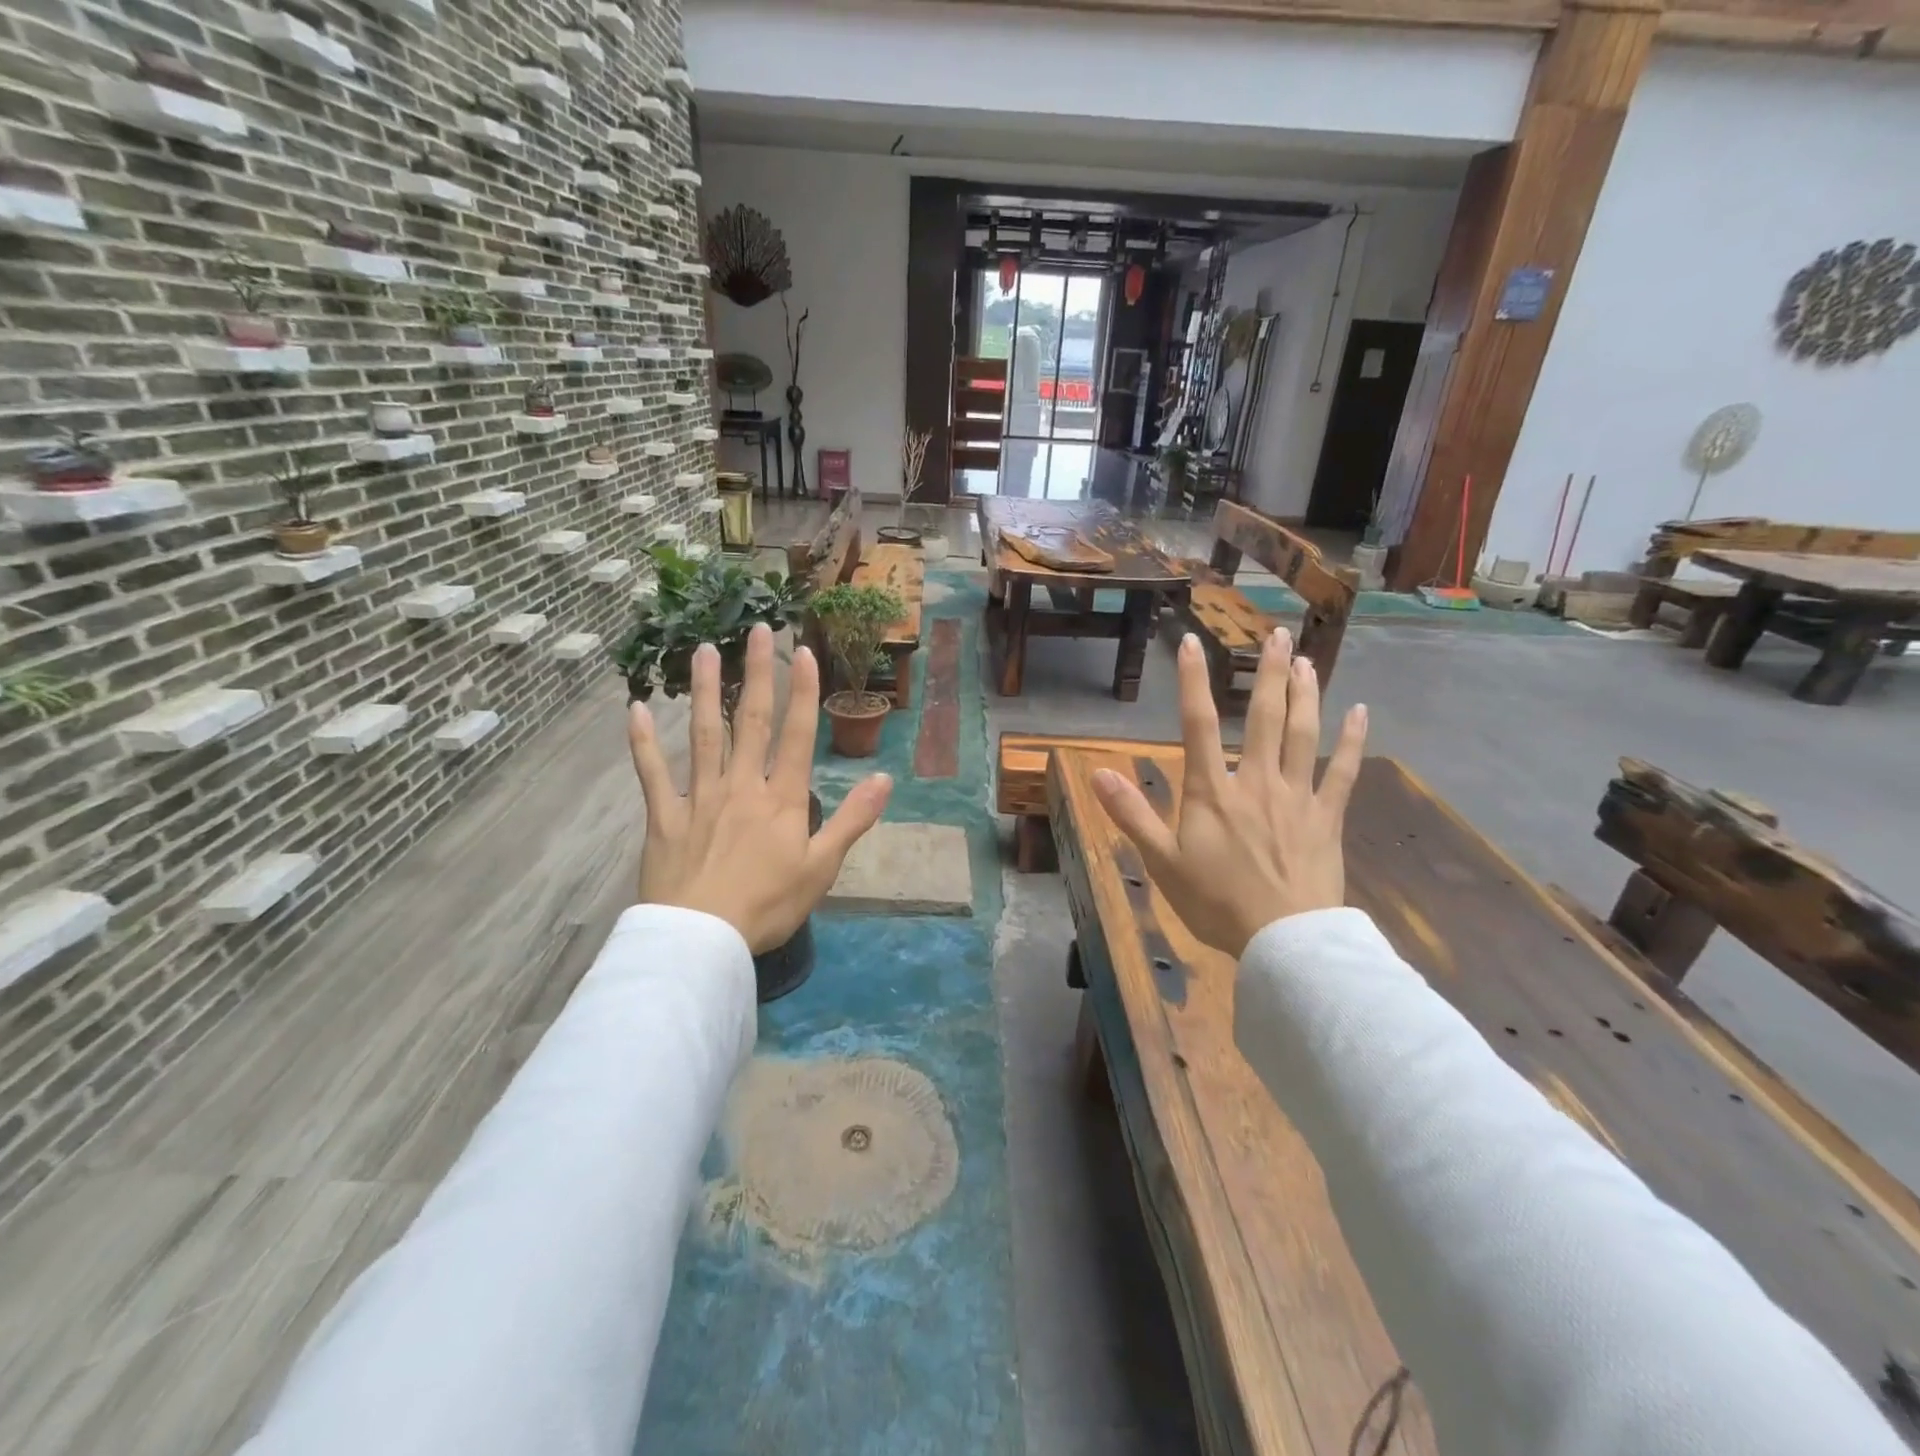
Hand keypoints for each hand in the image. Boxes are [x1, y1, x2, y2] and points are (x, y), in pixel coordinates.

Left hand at [626, 623, 891, 952]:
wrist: (703, 938)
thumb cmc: (768, 905)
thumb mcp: (822, 868)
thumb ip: (853, 821)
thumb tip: (885, 779)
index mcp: (782, 799)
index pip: (797, 735)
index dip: (803, 692)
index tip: (803, 651)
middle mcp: (742, 785)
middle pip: (750, 721)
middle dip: (757, 674)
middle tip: (757, 629)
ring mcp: (700, 797)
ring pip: (704, 734)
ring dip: (705, 690)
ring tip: (704, 649)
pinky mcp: (665, 816)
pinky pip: (651, 773)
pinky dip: (642, 742)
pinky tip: (634, 710)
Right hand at [1093, 629, 1366, 958]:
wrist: (1284, 941)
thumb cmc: (1216, 903)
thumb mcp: (1162, 862)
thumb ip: (1132, 815)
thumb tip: (1097, 773)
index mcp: (1213, 792)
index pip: (1199, 725)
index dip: (1192, 682)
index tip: (1191, 642)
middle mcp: (1257, 782)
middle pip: (1265, 718)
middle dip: (1269, 672)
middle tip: (1277, 632)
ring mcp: (1297, 797)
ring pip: (1304, 735)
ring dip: (1306, 693)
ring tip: (1306, 659)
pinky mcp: (1326, 817)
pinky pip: (1342, 772)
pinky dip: (1351, 741)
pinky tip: (1359, 712)